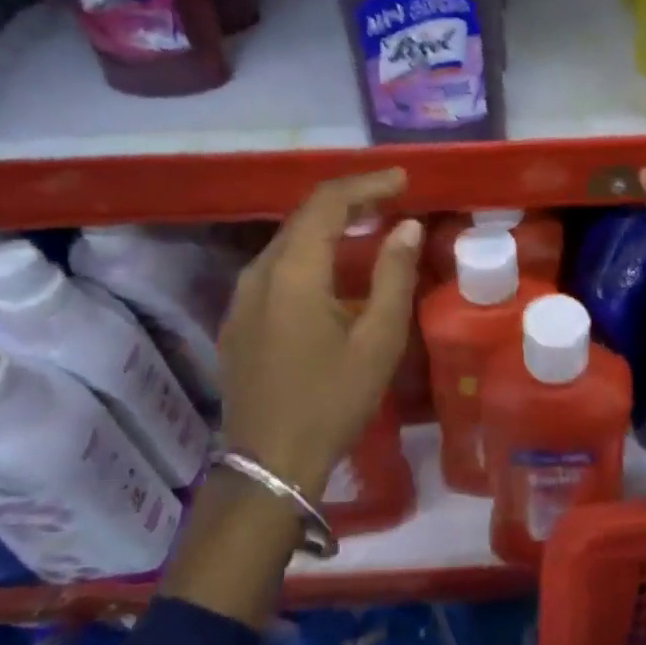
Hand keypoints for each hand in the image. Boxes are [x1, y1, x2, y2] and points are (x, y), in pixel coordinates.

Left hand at [216, 168, 422, 501]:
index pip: (327, 203)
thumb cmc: (331, 401)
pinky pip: (276, 269)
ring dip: (328, 228)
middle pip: (304, 217)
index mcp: (293, 272)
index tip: (403, 180)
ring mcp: (241, 297)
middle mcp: (259, 273)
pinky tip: (333, 274)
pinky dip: (310, 256)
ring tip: (368, 228)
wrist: (269, 464)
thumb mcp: (378, 341)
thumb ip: (394, 275)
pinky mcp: (238, 320)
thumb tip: (407, 227)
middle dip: (349, 201)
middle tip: (391, 199)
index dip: (367, 184)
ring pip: (288, 243)